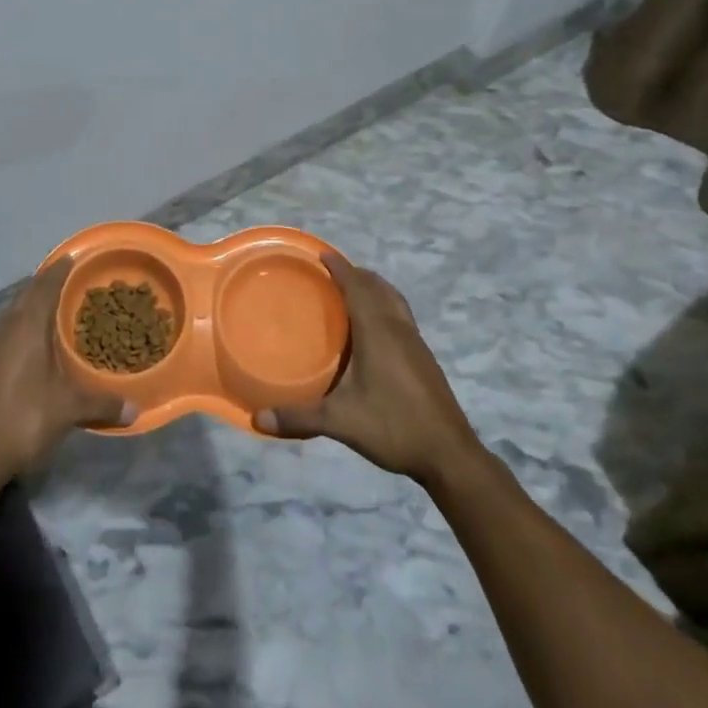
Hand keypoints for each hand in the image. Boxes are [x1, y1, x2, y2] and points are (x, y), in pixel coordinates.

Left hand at [0, 259, 133, 480]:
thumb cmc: (24, 417)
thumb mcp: (69, 409)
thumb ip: (102, 403)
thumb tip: (135, 409)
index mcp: (27, 325)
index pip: (45, 284)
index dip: (61, 269)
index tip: (75, 256)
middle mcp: (7, 326)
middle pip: (28, 293)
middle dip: (48, 284)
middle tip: (72, 281)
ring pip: (15, 312)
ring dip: (34, 305)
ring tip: (58, 307)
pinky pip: (8, 331)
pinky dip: (24, 326)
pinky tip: (37, 343)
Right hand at [256, 253, 477, 484]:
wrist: (449, 454)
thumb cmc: (394, 427)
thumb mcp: (341, 422)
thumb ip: (300, 417)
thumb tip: (258, 418)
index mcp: (378, 332)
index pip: (357, 287)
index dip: (340, 268)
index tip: (322, 254)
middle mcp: (398, 328)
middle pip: (378, 287)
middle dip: (356, 274)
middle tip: (331, 272)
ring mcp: (416, 342)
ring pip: (394, 300)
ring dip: (374, 287)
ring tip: (354, 290)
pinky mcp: (424, 357)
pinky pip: (401, 315)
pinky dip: (385, 305)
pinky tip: (376, 329)